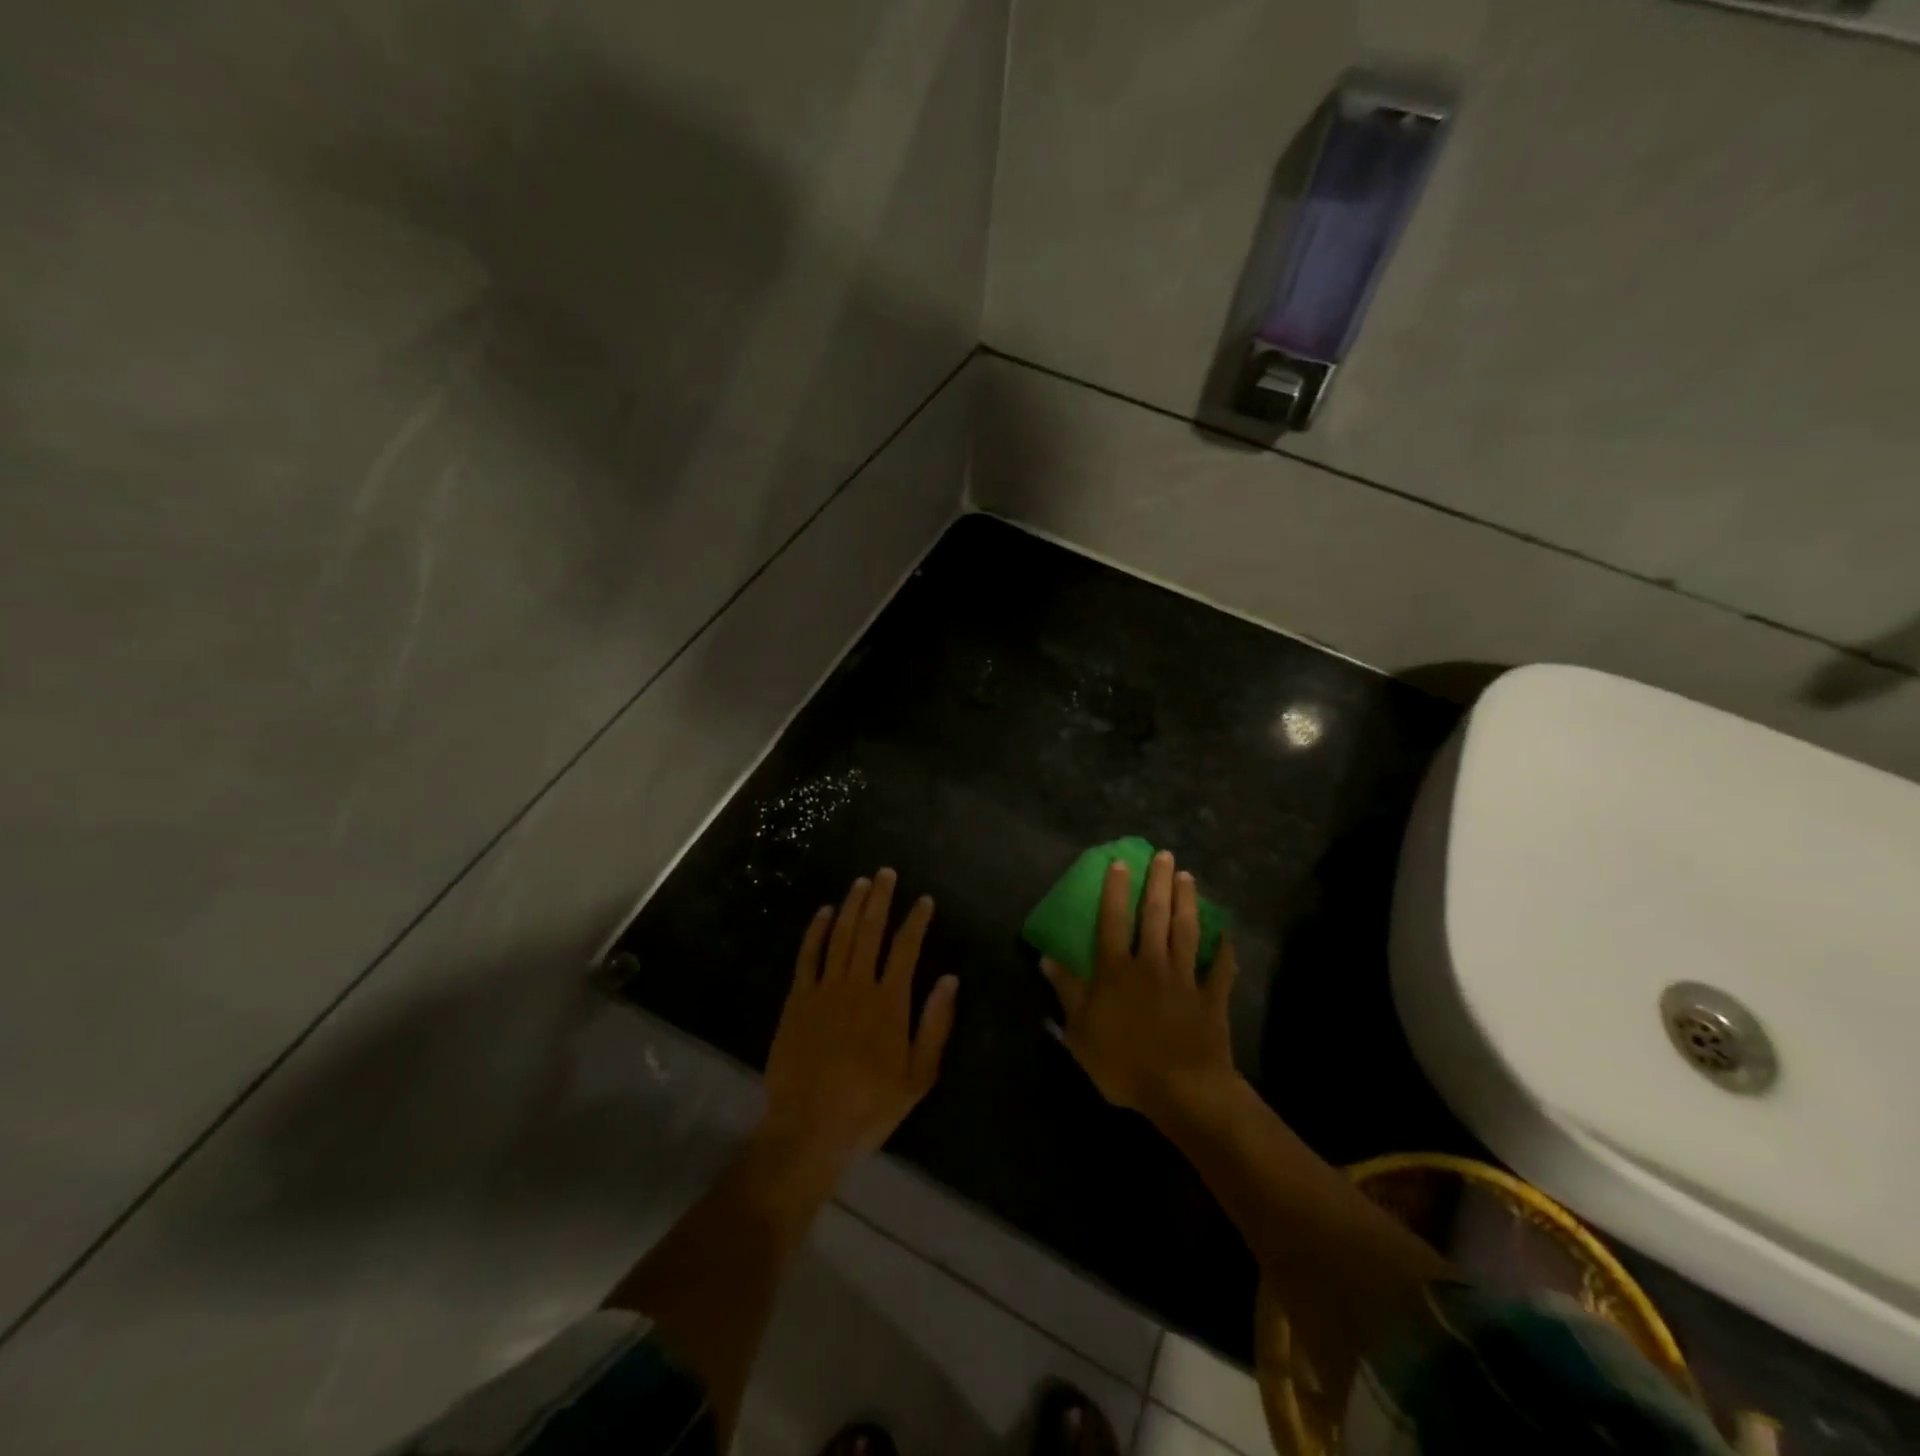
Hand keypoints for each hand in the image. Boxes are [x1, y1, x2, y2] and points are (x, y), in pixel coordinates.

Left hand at [760, 869, 957, 1179]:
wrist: (809, 1129)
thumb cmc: (870, 1106)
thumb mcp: (918, 1076)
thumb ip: (935, 1024)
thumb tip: (950, 979)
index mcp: (890, 1002)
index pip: (906, 948)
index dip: (916, 920)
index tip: (924, 900)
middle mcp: (858, 985)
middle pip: (870, 930)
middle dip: (880, 899)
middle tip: (886, 873)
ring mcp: (824, 989)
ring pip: (839, 936)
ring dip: (851, 906)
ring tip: (861, 882)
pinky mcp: (797, 1000)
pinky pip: (807, 956)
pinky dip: (815, 931)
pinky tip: (822, 912)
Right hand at [1040, 850, 1238, 1120]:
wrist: (1182, 1090)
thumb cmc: (1123, 1063)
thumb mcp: (1080, 1031)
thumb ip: (1066, 991)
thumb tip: (1046, 957)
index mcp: (1117, 971)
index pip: (1112, 921)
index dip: (1114, 890)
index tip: (1119, 863)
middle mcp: (1151, 964)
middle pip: (1154, 916)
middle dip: (1158, 883)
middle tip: (1165, 856)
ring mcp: (1185, 979)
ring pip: (1186, 932)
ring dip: (1187, 903)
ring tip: (1188, 877)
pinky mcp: (1212, 999)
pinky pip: (1221, 969)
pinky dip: (1226, 950)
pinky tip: (1228, 933)